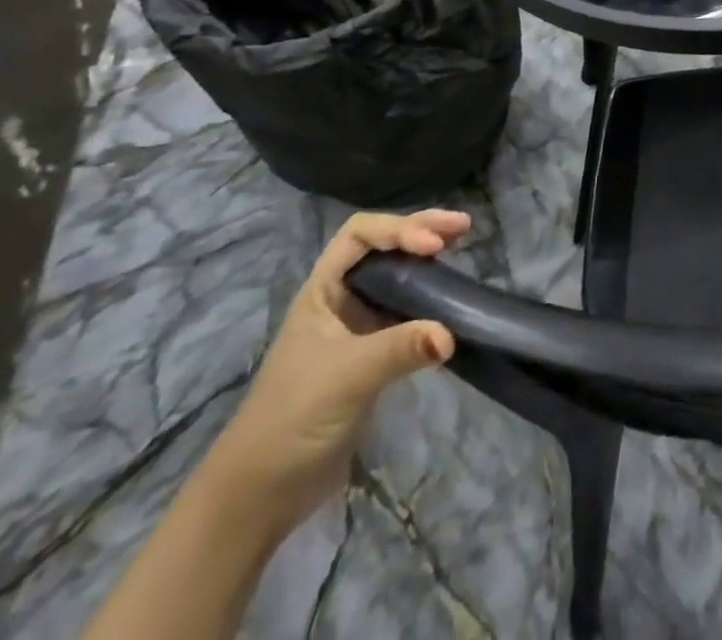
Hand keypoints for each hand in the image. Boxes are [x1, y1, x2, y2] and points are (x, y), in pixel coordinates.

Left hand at [199, 209, 469, 533]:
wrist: (259, 495)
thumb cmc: (292, 419)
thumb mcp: (346, 377)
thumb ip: (399, 349)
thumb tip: (451, 335)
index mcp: (322, 291)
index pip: (360, 235)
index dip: (399, 229)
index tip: (434, 246)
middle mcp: (339, 301)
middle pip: (382, 248)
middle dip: (420, 230)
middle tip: (462, 226)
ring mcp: (355, 329)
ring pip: (395, 278)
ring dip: (426, 262)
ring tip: (460, 249)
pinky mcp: (371, 357)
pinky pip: (405, 313)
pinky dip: (428, 300)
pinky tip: (449, 303)